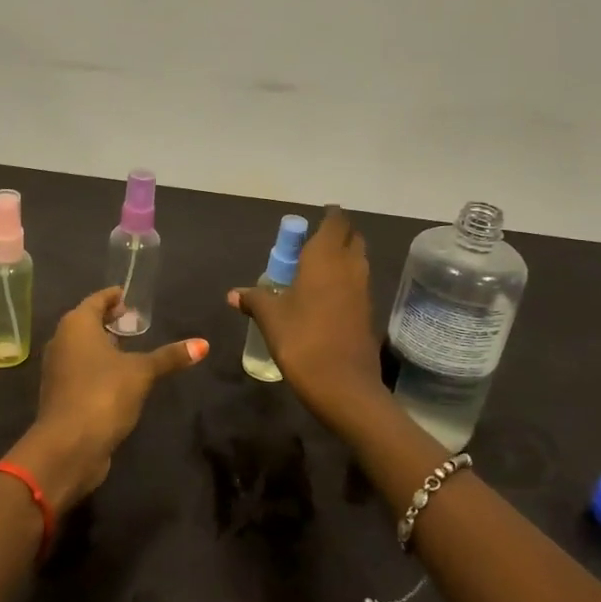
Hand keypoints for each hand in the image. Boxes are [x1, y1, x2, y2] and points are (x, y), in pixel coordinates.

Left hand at [8, 287, 207, 513]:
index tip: (131, 297)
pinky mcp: (60, 394)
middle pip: (86, 322)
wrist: (68, 446)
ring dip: (103, 346)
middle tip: (135, 322)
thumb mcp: (142, 372)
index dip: (114, 297)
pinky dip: (97, 367)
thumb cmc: (103, 394)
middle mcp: (61, 341)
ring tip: (130, 348)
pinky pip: (80, 370)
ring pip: (81, 348)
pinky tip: (117, 377)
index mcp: (76, 325)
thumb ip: (169, 357)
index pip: (96, 300)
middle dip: (109, 321)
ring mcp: (57, 369)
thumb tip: (203, 344)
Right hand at [228, 205, 384, 425]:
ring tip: (317, 268)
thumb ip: (254, 299)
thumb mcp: (270, 318)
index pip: (335, 222)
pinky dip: (345, 281)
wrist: (344, 386)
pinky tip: (325, 296)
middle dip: (338, 235)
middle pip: (352, 239)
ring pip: (358, 262)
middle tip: (314, 242)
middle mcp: (349, 267)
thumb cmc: (302, 340)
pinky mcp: (367, 313)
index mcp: (325, 258)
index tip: (319, 215)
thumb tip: (233, 294)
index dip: (330, 216)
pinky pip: (358, 285)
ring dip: (343, 258)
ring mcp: (363, 291)